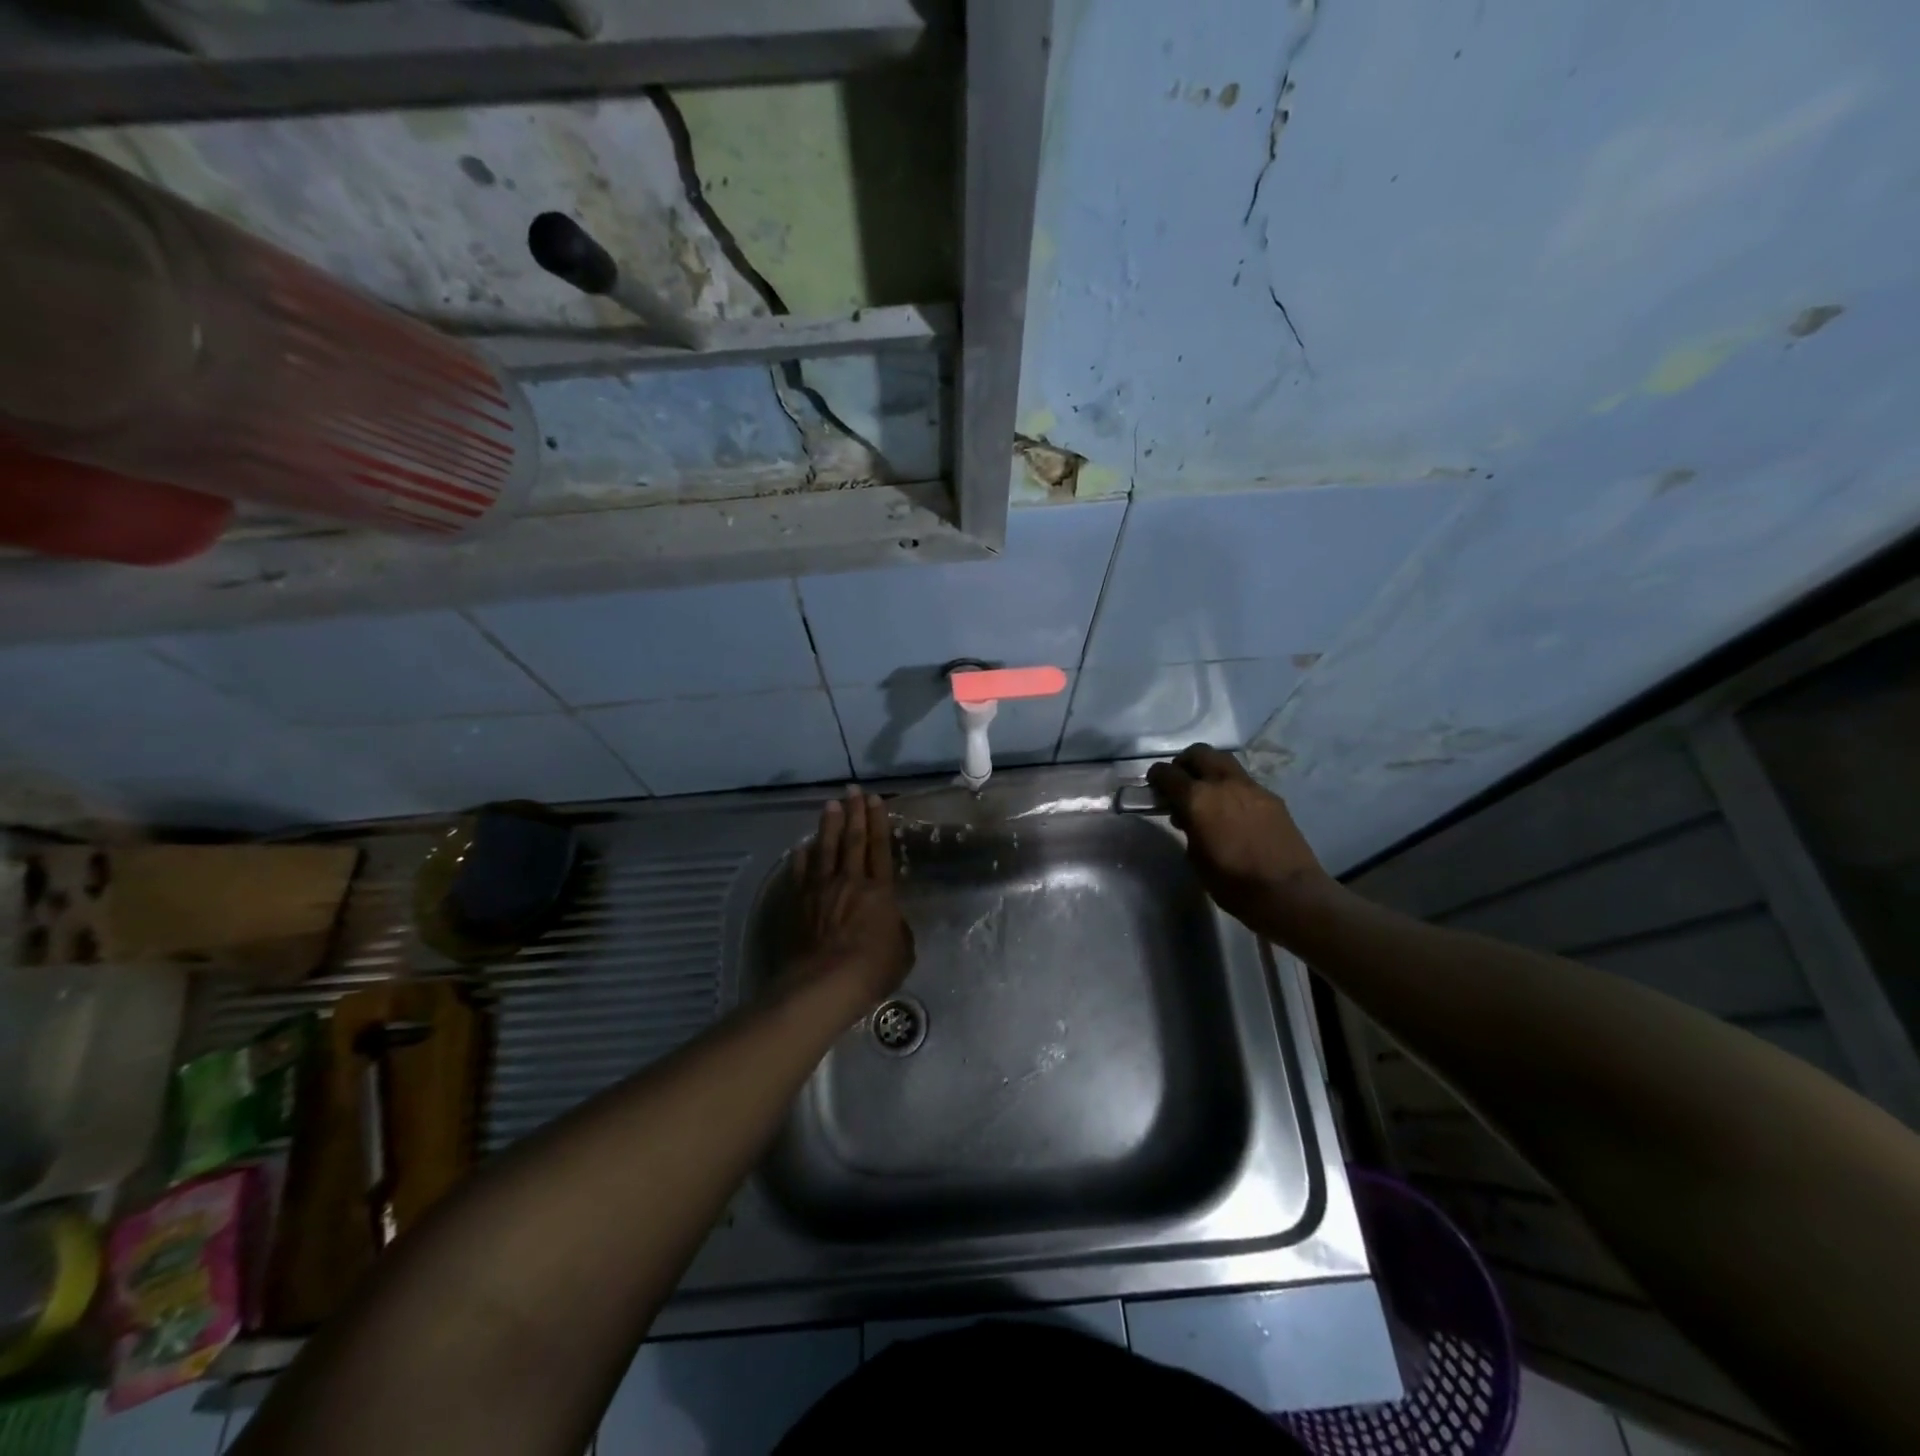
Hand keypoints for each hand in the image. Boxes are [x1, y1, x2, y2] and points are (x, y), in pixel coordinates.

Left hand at [787, 787, 914, 1003]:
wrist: (825, 983)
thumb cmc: (873, 969)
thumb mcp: (903, 950)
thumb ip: (897, 928)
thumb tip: (890, 921)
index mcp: (880, 891)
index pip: (880, 848)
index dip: (878, 822)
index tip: (875, 800)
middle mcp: (850, 881)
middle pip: (852, 840)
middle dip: (854, 813)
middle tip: (852, 790)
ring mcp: (821, 890)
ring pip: (825, 849)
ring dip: (828, 825)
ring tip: (830, 805)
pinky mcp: (799, 903)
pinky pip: (800, 873)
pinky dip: (801, 857)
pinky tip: (801, 846)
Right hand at [1146, 744, 1329, 930]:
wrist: (1289, 892)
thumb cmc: (1233, 883)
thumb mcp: (1195, 858)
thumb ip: (1188, 828)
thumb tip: (1187, 817)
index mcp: (1197, 798)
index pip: (1168, 773)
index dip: (1156, 776)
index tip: (1153, 785)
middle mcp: (1223, 783)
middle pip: (1199, 753)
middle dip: (1184, 763)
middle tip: (1180, 783)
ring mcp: (1251, 787)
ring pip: (1224, 761)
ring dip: (1210, 770)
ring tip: (1207, 795)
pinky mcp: (1271, 797)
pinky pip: (1244, 781)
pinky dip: (1231, 787)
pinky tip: (1233, 811)